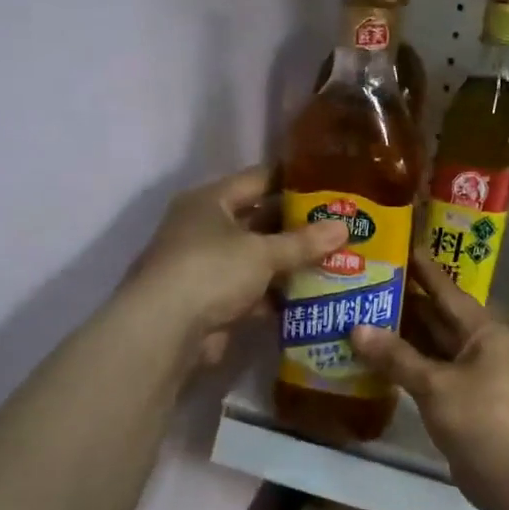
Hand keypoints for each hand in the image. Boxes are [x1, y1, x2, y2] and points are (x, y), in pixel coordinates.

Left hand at [126, 166, 346, 366]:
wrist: (164, 330)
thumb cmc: (211, 271)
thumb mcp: (263, 252)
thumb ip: (303, 242)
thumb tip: (344, 227)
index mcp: (210, 201)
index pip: (257, 179)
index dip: (292, 180)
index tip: (328, 184)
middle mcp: (204, 228)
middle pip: (258, 221)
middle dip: (297, 227)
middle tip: (339, 227)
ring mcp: (206, 267)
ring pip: (256, 259)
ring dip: (289, 264)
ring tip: (335, 261)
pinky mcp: (211, 302)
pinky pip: (252, 291)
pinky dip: (275, 295)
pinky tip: (310, 297)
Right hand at [350, 253, 508, 494]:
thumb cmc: (479, 418)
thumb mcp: (435, 384)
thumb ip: (396, 356)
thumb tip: (356, 328)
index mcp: (481, 330)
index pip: (446, 290)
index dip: (421, 269)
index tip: (396, 246)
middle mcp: (477, 345)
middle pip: (436, 315)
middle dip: (402, 301)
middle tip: (363, 281)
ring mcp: (469, 373)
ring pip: (430, 344)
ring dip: (400, 334)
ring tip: (359, 312)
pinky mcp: (459, 397)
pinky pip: (428, 369)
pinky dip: (404, 363)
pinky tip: (374, 356)